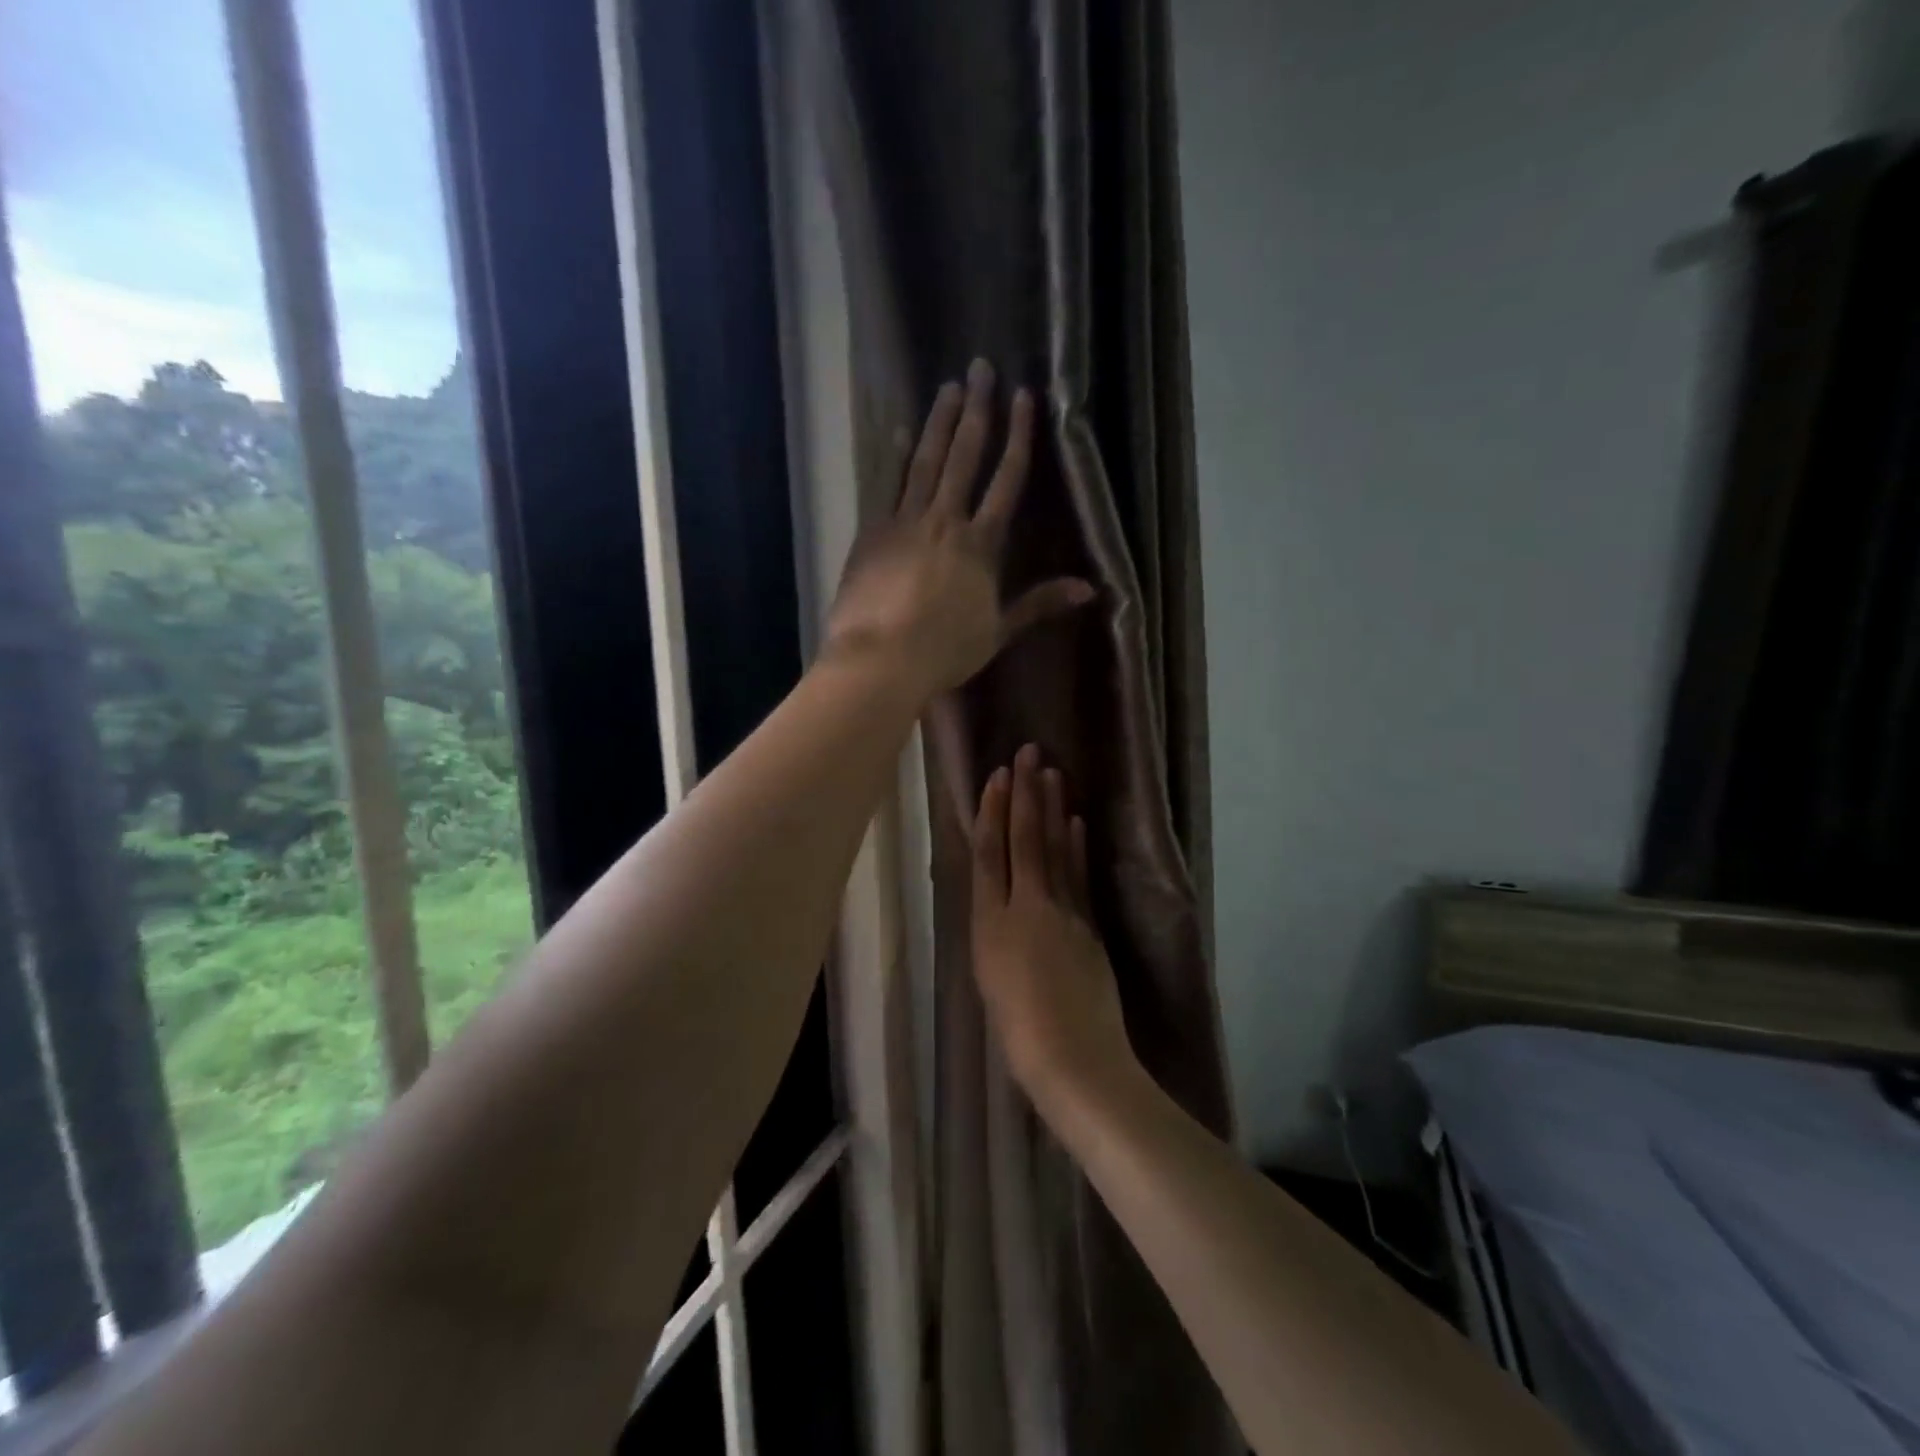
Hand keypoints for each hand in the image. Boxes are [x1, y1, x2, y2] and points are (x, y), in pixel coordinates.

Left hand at [825, 359, 1093, 698]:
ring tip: (948, 386)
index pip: (1006, 480)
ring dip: (938, 422)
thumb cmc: (944, 651)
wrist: (881, 660)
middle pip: (965, 457)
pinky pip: (886, 485)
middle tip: (981, 367)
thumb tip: (1090, 589)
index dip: (1018, 437)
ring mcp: (905, 522)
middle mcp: (945, 521)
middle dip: (977, 411)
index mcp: (981, 545)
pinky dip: (895, 458)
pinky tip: (900, 431)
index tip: (1024, 396)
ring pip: (925, 462)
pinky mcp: (873, 532)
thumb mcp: (998, 631)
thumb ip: (1038, 603)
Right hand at [970, 744, 1137, 1110]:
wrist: (1072, 1059)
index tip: (999, 776)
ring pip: (1054, 849)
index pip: (990, 854)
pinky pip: (1079, 875)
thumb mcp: (988, 978)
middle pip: (1024, 840)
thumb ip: (994, 931)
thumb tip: (1000, 899)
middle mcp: (1025, 907)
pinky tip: (1076, 821)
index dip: (993, 813)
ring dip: (1052, 809)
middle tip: (1029, 753)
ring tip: (1052, 774)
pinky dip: (1076, 845)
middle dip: (1026, 794)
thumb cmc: (1016, 1032)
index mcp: (989, 923)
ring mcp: (1062, 912)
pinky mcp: (1089, 924)